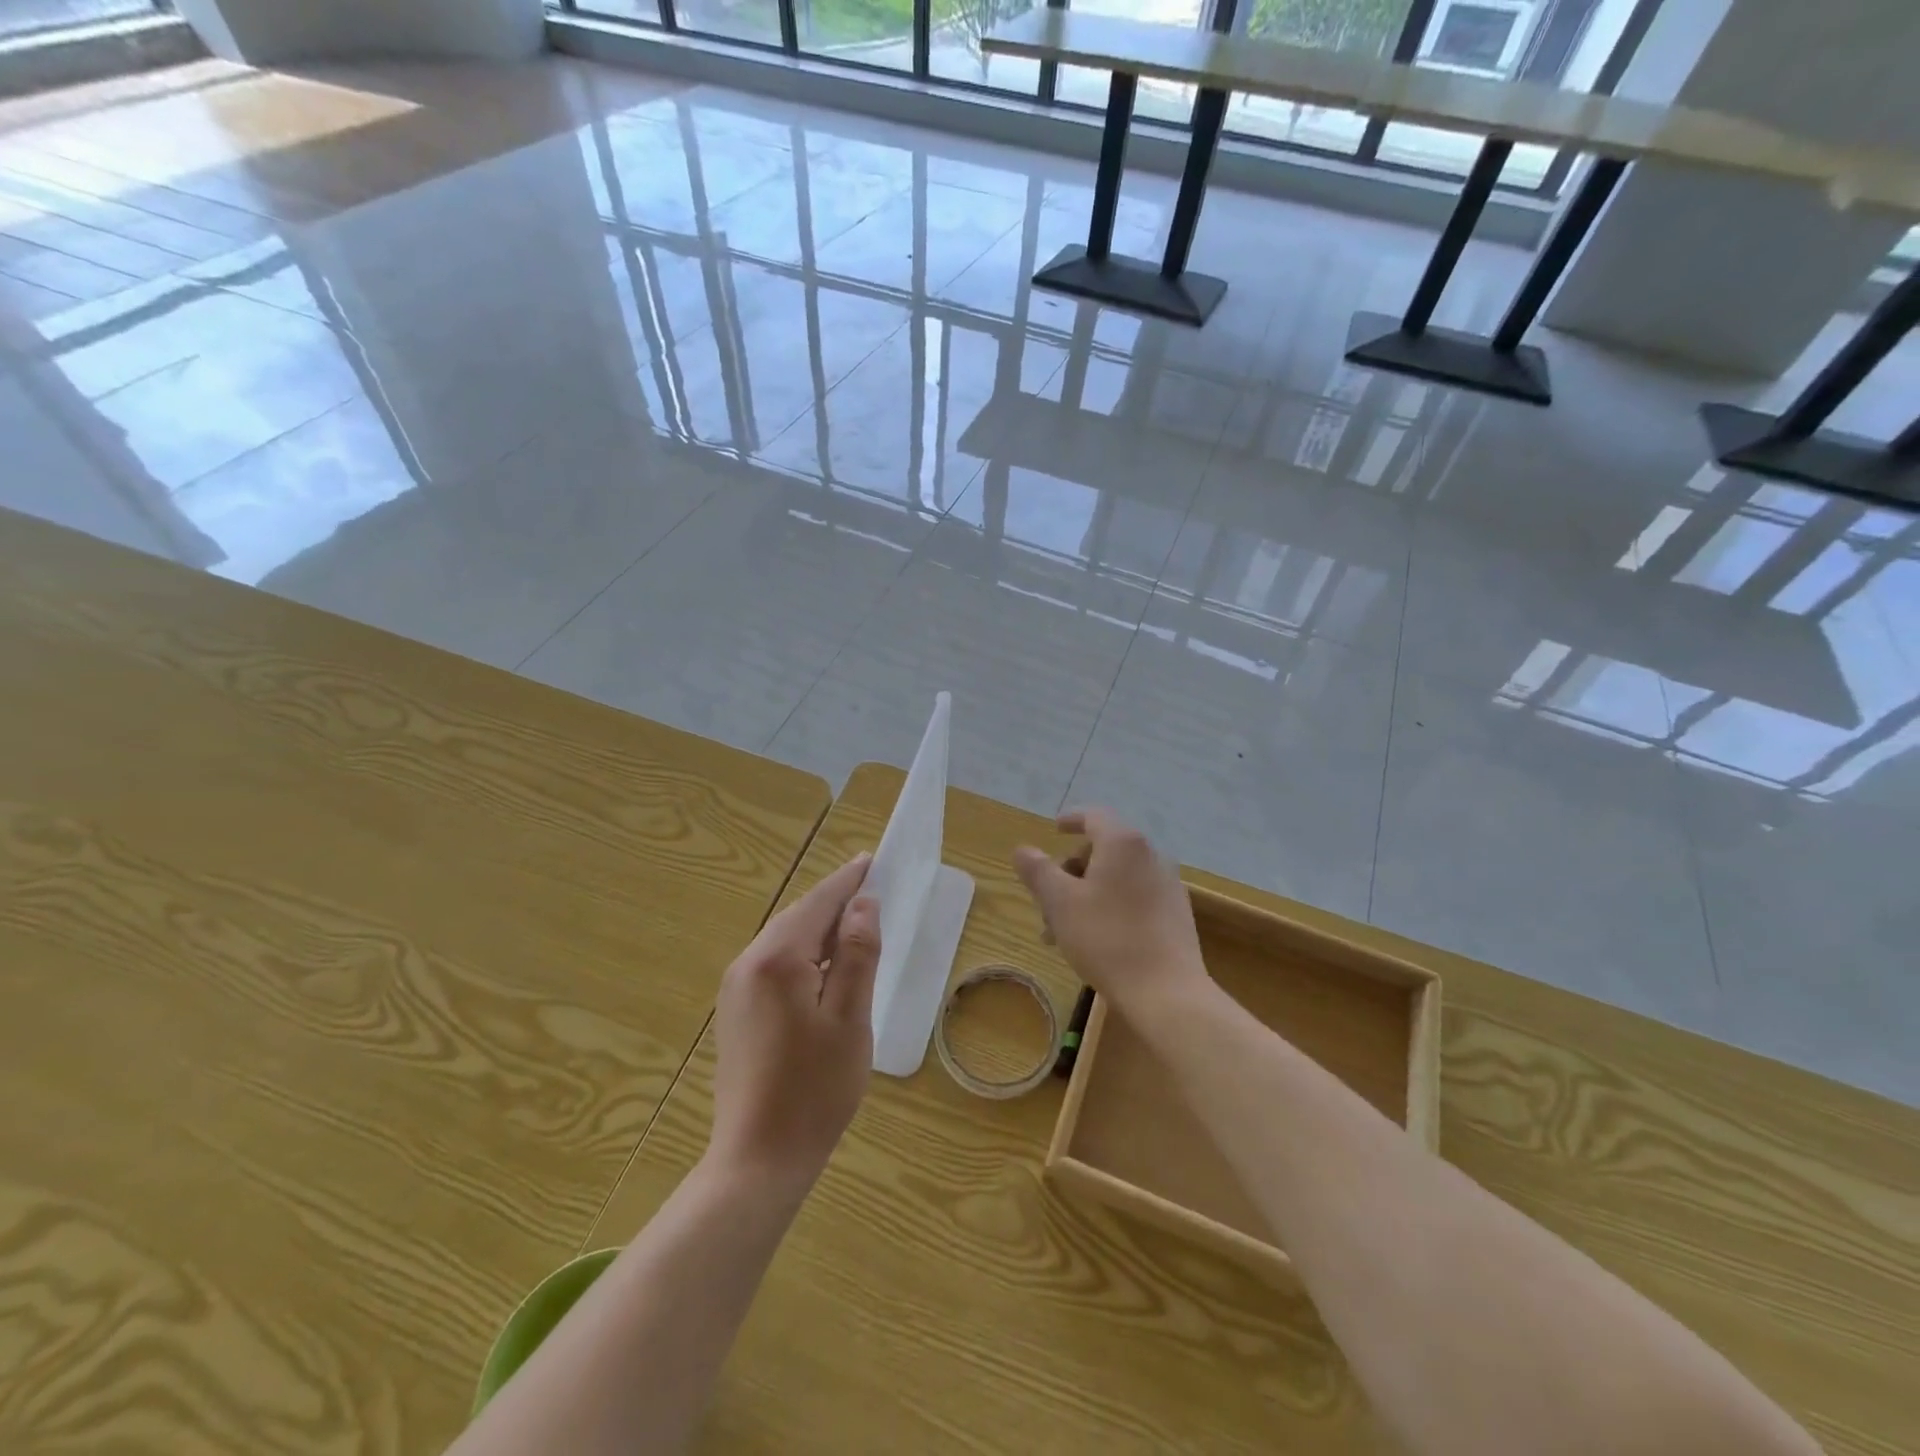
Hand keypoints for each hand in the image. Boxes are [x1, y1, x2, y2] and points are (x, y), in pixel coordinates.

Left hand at [707, 853, 880, 1196]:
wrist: (758, 1159)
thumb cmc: (815, 1088)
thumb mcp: (850, 1018)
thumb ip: (857, 954)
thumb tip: (863, 904)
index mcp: (776, 959)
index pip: (818, 903)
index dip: (848, 881)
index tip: (873, 859)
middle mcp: (748, 964)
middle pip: (798, 917)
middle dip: (835, 903)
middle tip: (873, 891)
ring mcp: (736, 989)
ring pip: (785, 941)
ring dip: (820, 930)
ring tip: (856, 928)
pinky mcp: (736, 1012)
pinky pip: (774, 964)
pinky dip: (804, 955)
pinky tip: (825, 970)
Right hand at [1013, 809, 1208, 1021]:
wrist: (1166, 992)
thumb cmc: (1106, 939)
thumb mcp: (1060, 903)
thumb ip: (1038, 871)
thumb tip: (1023, 850)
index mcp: (1123, 843)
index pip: (1094, 816)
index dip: (1071, 819)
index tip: (1053, 829)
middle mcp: (1150, 855)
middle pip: (1103, 849)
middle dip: (1070, 870)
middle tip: (1046, 899)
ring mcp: (1167, 885)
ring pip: (1116, 878)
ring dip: (1085, 894)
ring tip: (1060, 932)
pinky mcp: (1175, 914)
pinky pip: (1134, 897)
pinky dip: (1108, 906)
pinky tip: (1092, 940)